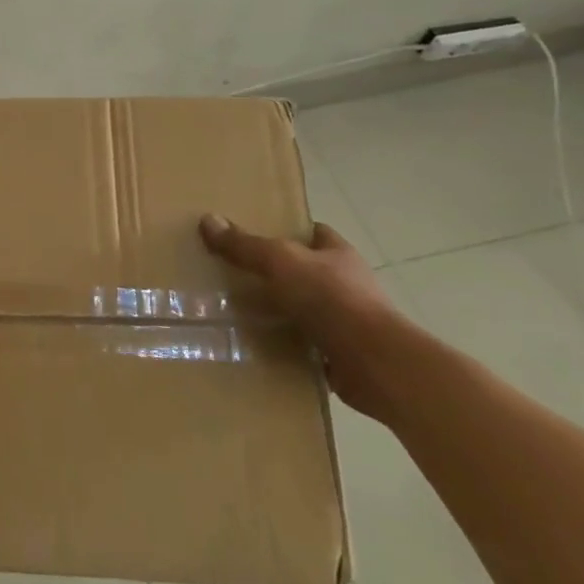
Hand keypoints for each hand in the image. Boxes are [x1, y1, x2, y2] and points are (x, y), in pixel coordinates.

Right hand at [199, 214, 401, 418]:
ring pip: (304, 308)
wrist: (376, 364)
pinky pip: (305, 344)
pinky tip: (256, 345)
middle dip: (275, 273)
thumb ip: (245, 244)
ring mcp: (347, 321)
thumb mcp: (280, 261)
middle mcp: (347, 284)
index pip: (313, 232)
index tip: (255, 233)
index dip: (288, 230)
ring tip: (237, 310)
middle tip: (234, 273)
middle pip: (305, 270)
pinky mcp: (341, 354)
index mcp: (338, 254)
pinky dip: (285, 345)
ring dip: (279, 311)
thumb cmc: (331, 299)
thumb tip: (208, 219)